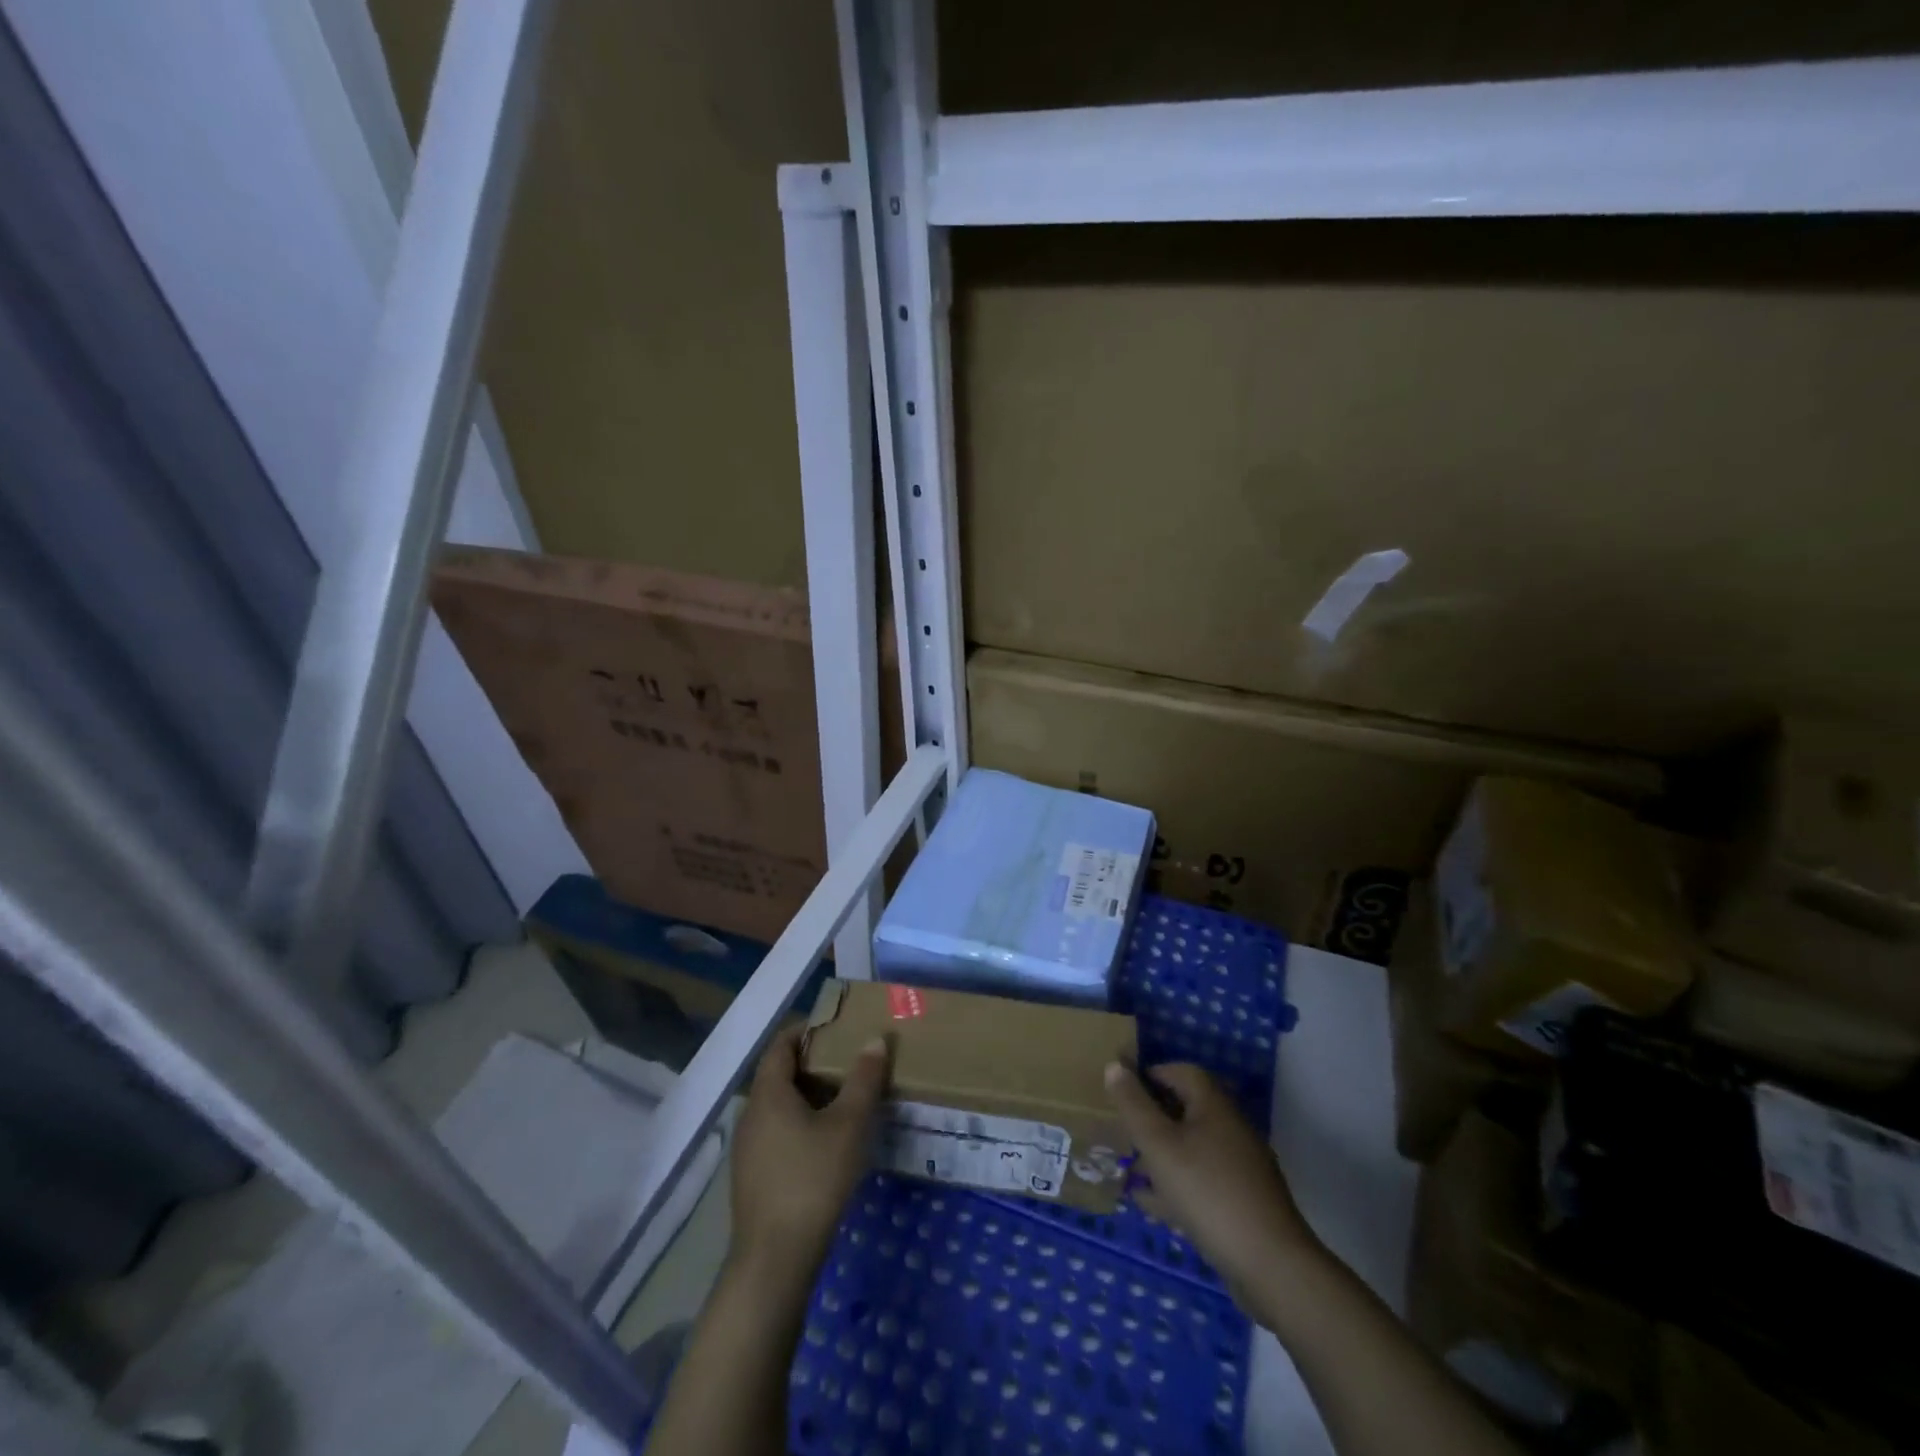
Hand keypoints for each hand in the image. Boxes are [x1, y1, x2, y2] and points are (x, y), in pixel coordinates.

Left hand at [730, 1028, 889, 1282]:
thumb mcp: (848, 1125)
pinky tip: (824, 1142)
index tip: (836, 1027)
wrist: (774, 1260)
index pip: (781, 1045)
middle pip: (779, 1074)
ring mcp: (747, 1148)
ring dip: (807, 1095)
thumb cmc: (813, 1179)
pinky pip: (775, 1132)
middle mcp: (751, 1113)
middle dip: (812, 1063)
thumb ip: (863, 1080)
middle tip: (848, 1061)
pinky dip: (798, 1123)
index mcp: (768, 1093)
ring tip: (843, 1099)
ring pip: (777, 1106)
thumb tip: (874, 1040)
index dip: (806, 1030)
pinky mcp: (751, 1176)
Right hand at [1104, 1062, 1320, 1310]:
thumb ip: (1134, 1105)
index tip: (1121, 1094)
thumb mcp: (1159, 1145)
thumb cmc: (1208, 1192)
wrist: (1271, 1265)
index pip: (1180, 1071)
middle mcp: (1230, 1127)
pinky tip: (1153, 1206)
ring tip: (1130, 1172)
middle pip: (1185, 1109)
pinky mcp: (1243, 1200)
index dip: (1149, 1076)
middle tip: (1121, 1134)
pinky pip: (1202, 1179)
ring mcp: (1240, 1165)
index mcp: (1214, 1105)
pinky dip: (1177, 1185)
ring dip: (1161, 1155)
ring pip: (1192, 1147)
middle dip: (1151, 1119)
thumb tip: (1114, 1065)